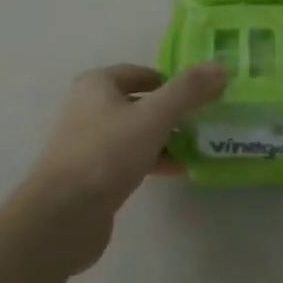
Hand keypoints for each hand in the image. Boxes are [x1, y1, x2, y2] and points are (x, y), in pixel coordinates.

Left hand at [18, 61, 226, 271]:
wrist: (62, 215)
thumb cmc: (106, 153)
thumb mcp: (153, 116)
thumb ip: (188, 90)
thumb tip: (220, 66)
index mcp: (97, 85)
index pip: (142, 73)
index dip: (173, 80)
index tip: (203, 93)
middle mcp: (90, 108)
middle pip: (141, 102)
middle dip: (174, 111)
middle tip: (207, 119)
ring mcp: (90, 144)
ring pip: (138, 133)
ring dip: (167, 137)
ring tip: (202, 144)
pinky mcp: (95, 175)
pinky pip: (132, 159)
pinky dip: (156, 160)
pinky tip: (182, 169)